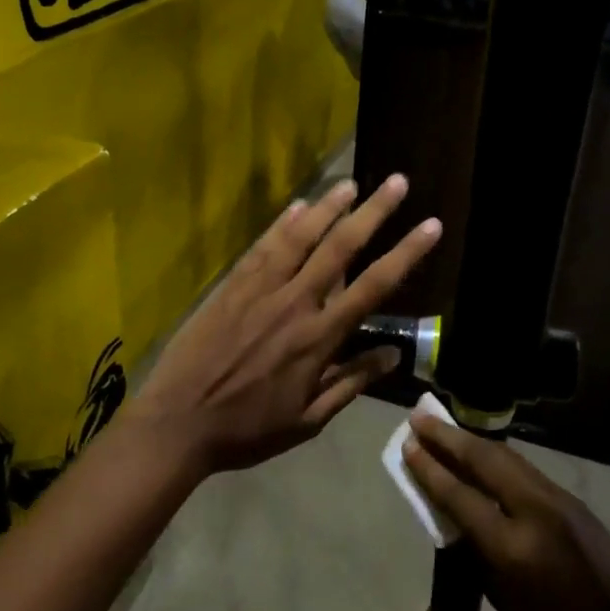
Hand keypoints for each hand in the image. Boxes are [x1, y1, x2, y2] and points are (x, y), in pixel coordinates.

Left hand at [133, 177, 440, 475]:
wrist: (178, 422)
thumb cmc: (248, 428)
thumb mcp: (309, 420)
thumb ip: (351, 383)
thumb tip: (393, 354)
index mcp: (318, 338)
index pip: (373, 287)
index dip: (406, 253)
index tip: (431, 225)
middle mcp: (294, 303)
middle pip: (341, 248)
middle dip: (373, 213)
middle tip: (398, 182)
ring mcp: (260, 290)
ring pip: (301, 238)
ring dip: (329, 207)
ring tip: (352, 183)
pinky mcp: (231, 286)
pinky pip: (262, 247)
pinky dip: (282, 224)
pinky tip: (299, 206)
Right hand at [403, 415, 609, 610]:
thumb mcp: (502, 599)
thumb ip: (473, 548)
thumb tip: (451, 509)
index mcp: (511, 546)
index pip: (460, 495)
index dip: (430, 468)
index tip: (407, 444)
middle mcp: (535, 510)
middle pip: (484, 460)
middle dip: (448, 437)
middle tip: (419, 418)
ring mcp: (559, 499)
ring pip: (507, 458)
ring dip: (473, 443)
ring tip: (444, 430)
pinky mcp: (573, 500)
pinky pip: (526, 471)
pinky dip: (497, 459)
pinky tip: (483, 457)